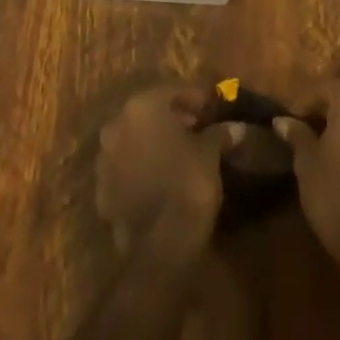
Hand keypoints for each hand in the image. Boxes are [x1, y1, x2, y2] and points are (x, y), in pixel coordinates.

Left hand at [97, 84, 239, 252]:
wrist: (159, 248)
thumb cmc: (186, 185)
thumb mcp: (210, 154)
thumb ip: (219, 134)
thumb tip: (237, 127)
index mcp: (142, 106)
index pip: (172, 90)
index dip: (195, 99)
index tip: (212, 111)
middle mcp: (116, 125)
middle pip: (149, 113)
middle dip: (173, 119)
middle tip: (199, 131)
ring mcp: (104, 159)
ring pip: (134, 140)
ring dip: (155, 143)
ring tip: (182, 157)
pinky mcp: (102, 191)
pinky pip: (126, 169)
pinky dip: (142, 168)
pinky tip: (163, 181)